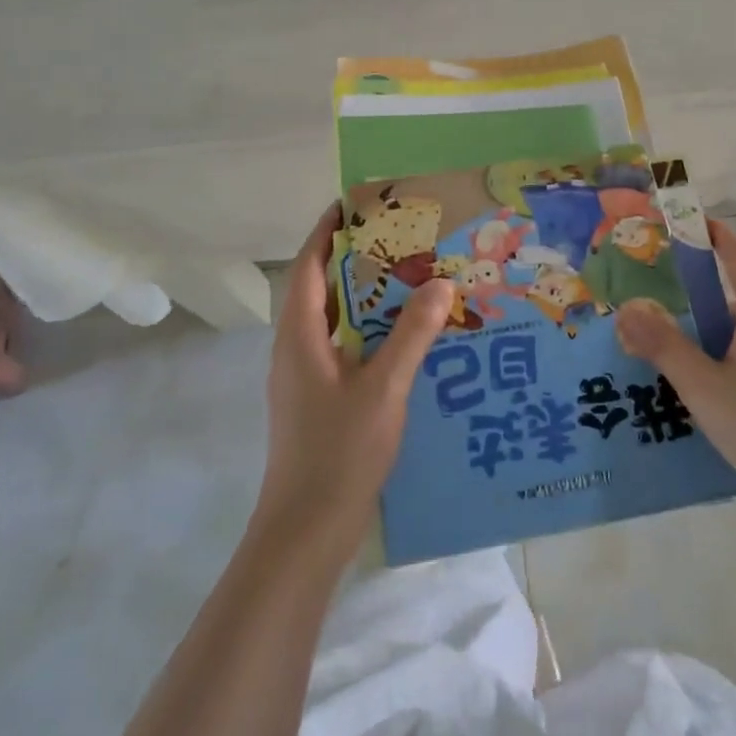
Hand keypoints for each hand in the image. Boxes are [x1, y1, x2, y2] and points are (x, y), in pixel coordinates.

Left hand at [251, 203, 455, 564]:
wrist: (306, 532)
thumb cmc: (339, 453)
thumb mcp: (383, 389)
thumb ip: (412, 335)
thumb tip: (439, 283)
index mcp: (300, 337)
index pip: (309, 268)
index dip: (326, 232)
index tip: (353, 203)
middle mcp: (296, 350)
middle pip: (322, 290)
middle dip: (354, 259)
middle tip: (398, 236)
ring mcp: (306, 378)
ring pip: (334, 321)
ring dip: (365, 296)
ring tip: (409, 277)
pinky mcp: (319, 400)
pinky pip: (344, 348)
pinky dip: (370, 331)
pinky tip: (406, 337)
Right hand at [615, 221, 735, 525]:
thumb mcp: (703, 384)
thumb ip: (663, 345)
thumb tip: (626, 307)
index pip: (735, 250)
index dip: (707, 232)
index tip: (672, 224)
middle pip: (733, 284)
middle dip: (691, 281)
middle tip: (646, 284)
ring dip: (700, 322)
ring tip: (656, 335)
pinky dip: (714, 348)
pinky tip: (689, 377)